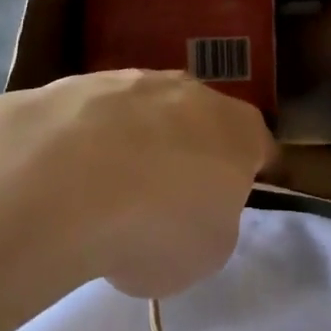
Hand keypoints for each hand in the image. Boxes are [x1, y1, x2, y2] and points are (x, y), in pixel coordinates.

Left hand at [2, 69, 274, 298]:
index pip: (261, 150)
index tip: (234, 206)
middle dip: (190, 157)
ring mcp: (138, 79)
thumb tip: (191, 207)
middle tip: (166, 205)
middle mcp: (195, 91)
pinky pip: (100, 118)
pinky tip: (70, 178)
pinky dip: (92, 143)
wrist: (69, 175)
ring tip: (108, 196)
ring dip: (138, 145)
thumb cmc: (158, 222)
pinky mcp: (86, 81)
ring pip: (148, 115)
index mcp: (240, 130)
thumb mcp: (208, 251)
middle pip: (202, 124)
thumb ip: (213, 222)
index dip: (251, 179)